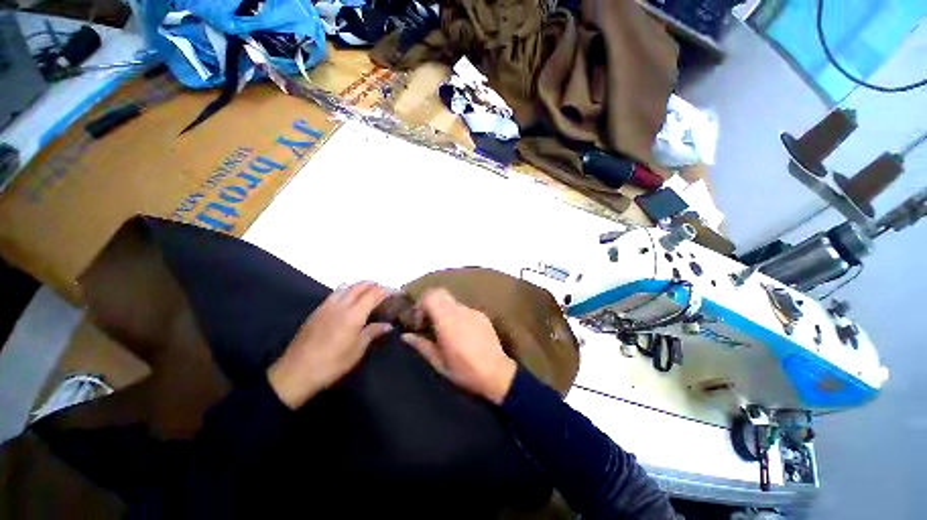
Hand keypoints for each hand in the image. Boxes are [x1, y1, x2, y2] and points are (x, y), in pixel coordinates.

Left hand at [268, 282, 392, 408]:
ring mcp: (326, 306)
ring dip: (360, 285)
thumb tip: (388, 325)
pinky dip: (347, 290)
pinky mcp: (317, 311)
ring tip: (369, 292)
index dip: (386, 290)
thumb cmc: (331, 364)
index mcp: (353, 314)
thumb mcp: (357, 351)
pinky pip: (335, 293)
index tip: (396, 292)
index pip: (374, 294)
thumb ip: (372, 333)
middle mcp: (341, 305)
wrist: (295, 373)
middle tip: (384, 290)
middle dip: (374, 285)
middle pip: (360, 286)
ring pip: (346, 287)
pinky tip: (349, 300)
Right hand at [402, 288, 516, 404]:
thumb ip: (421, 345)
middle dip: (430, 304)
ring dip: (443, 311)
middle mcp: (461, 311)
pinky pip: (464, 309)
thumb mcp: (439, 363)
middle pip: (441, 293)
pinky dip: (456, 315)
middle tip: (428, 323)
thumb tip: (406, 336)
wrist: (498, 374)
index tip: (419, 323)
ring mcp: (473, 311)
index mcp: (448, 321)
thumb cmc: (465, 371)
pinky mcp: (482, 315)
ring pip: (452, 301)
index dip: (421, 305)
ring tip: (444, 331)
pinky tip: (460, 333)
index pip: (431, 295)